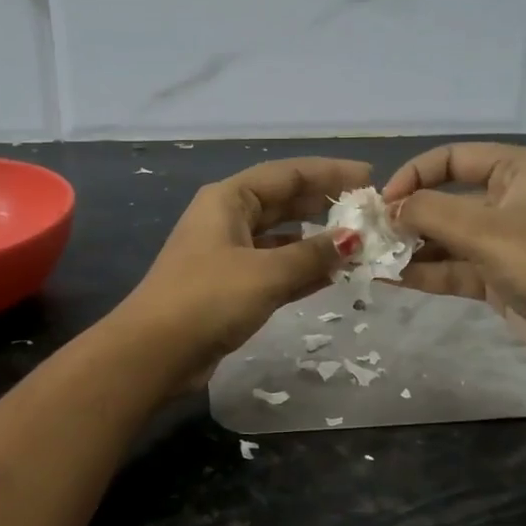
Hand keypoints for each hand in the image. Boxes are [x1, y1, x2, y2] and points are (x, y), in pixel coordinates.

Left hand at [116, 157, 370, 391]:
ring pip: (281, 238)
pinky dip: (301, 269)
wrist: (156, 352)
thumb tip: (352, 240)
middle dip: (325, 205)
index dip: (329, 173)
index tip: (369, 178)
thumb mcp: (266, 273)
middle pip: (284, 202)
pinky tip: (333, 275)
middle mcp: (227, 219)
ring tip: (358, 244)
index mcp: (229, 199)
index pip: (287, 174)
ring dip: (316, 241)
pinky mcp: (230, 287)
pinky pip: (274, 268)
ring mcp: (227, 254)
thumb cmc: (209, 299)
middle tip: (368, 212)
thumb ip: (312, 254)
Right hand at [382, 143, 525, 372]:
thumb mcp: (484, 230)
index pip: (453, 158)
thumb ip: (429, 213)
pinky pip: (451, 268)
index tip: (384, 200)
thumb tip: (386, 209)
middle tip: (368, 233)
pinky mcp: (496, 278)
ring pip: (445, 237)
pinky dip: (423, 272)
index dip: (415, 174)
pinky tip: (387, 277)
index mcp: (516, 171)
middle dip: (407, 215)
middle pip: (445, 199)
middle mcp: (508, 200)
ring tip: (370, 258)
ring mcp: (502, 242)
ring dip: (409, 247)